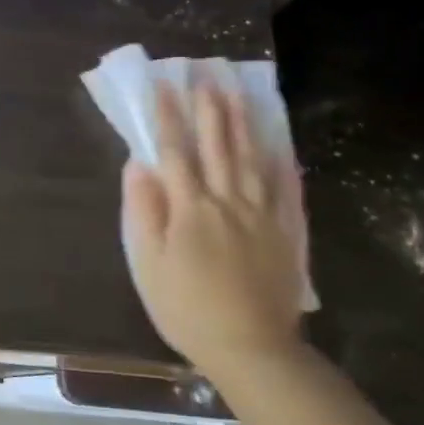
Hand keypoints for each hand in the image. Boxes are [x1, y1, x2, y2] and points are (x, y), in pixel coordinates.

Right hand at [120, 80, 308, 380]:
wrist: (250, 348)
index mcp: (190, 208)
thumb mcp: (149, 264)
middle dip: (209, 109)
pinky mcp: (284, 233)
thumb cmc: (187, 308)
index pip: (176, 152)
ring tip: (238, 94)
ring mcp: (261, 215)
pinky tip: (279, 145)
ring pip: (251, 159)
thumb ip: (144, 211)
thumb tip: (139, 165)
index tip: (162, 85)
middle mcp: (227, 201)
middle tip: (206, 76)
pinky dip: (281, 164)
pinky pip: (284, 190)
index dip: (167, 117)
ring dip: (243, 124)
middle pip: (217, 146)